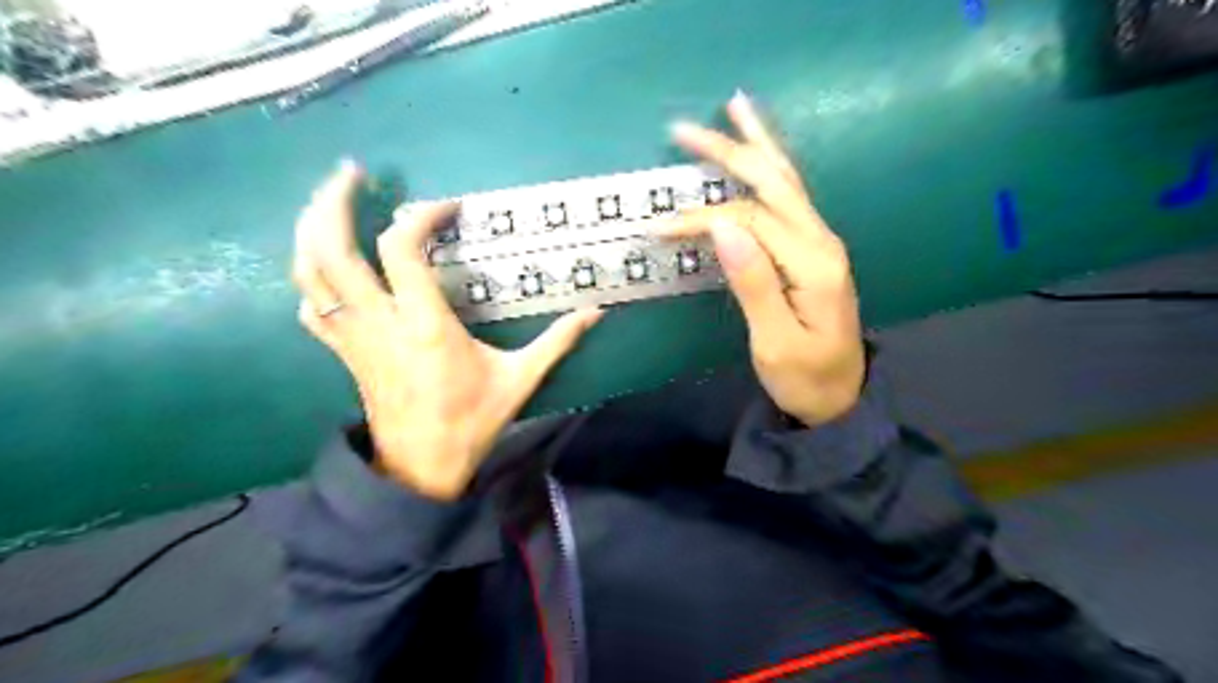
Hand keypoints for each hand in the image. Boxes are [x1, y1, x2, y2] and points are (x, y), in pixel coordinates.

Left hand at [290, 161, 600, 500]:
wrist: (421, 470)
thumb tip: (597, 312)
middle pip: (332, 250)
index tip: (449, 207)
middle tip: (349, 173)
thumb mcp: (521, 379)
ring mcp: (354, 338)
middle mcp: (379, 324)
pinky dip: (309, 279)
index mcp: (425, 325)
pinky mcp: (344, 353)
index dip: (421, 216)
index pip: (401, 250)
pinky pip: (310, 308)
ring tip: (325, 202)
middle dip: (333, 203)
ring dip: (310, 231)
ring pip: (309, 275)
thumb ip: (558, 341)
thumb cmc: (471, 422)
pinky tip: (324, 266)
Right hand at [657, 92, 865, 423]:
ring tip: (734, 108)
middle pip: (773, 181)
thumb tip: (723, 229)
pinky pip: (787, 197)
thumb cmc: (804, 377)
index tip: (660, 229)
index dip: (703, 219)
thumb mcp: (775, 342)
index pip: (749, 221)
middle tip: (684, 128)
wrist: (840, 397)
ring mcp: (820, 241)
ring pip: (785, 180)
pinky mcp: (812, 249)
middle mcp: (820, 240)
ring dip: (755, 145)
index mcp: (812, 264)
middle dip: (729, 151)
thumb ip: (754, 283)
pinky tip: (757, 154)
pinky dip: (768, 168)